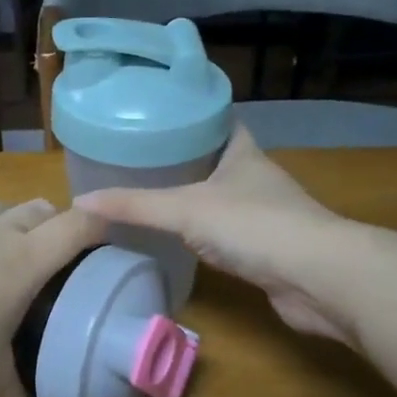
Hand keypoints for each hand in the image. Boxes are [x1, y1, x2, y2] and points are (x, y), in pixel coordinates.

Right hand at [74, 127, 354, 344]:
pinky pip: (230, 235)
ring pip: (225, 200)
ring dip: (198, 200)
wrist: (317, 277)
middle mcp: (257, 179)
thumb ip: (134, 206)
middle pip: (219, 161)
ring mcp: (267, 216)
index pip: (220, 123)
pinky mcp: (268, 251)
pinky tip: (185, 243)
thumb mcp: (184, 209)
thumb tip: (79, 202)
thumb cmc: (254, 226)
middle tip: (143, 162)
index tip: (158, 120)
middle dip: (187, 161)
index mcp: (243, 154)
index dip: (193, 119)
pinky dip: (208, 236)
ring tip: (155, 199)